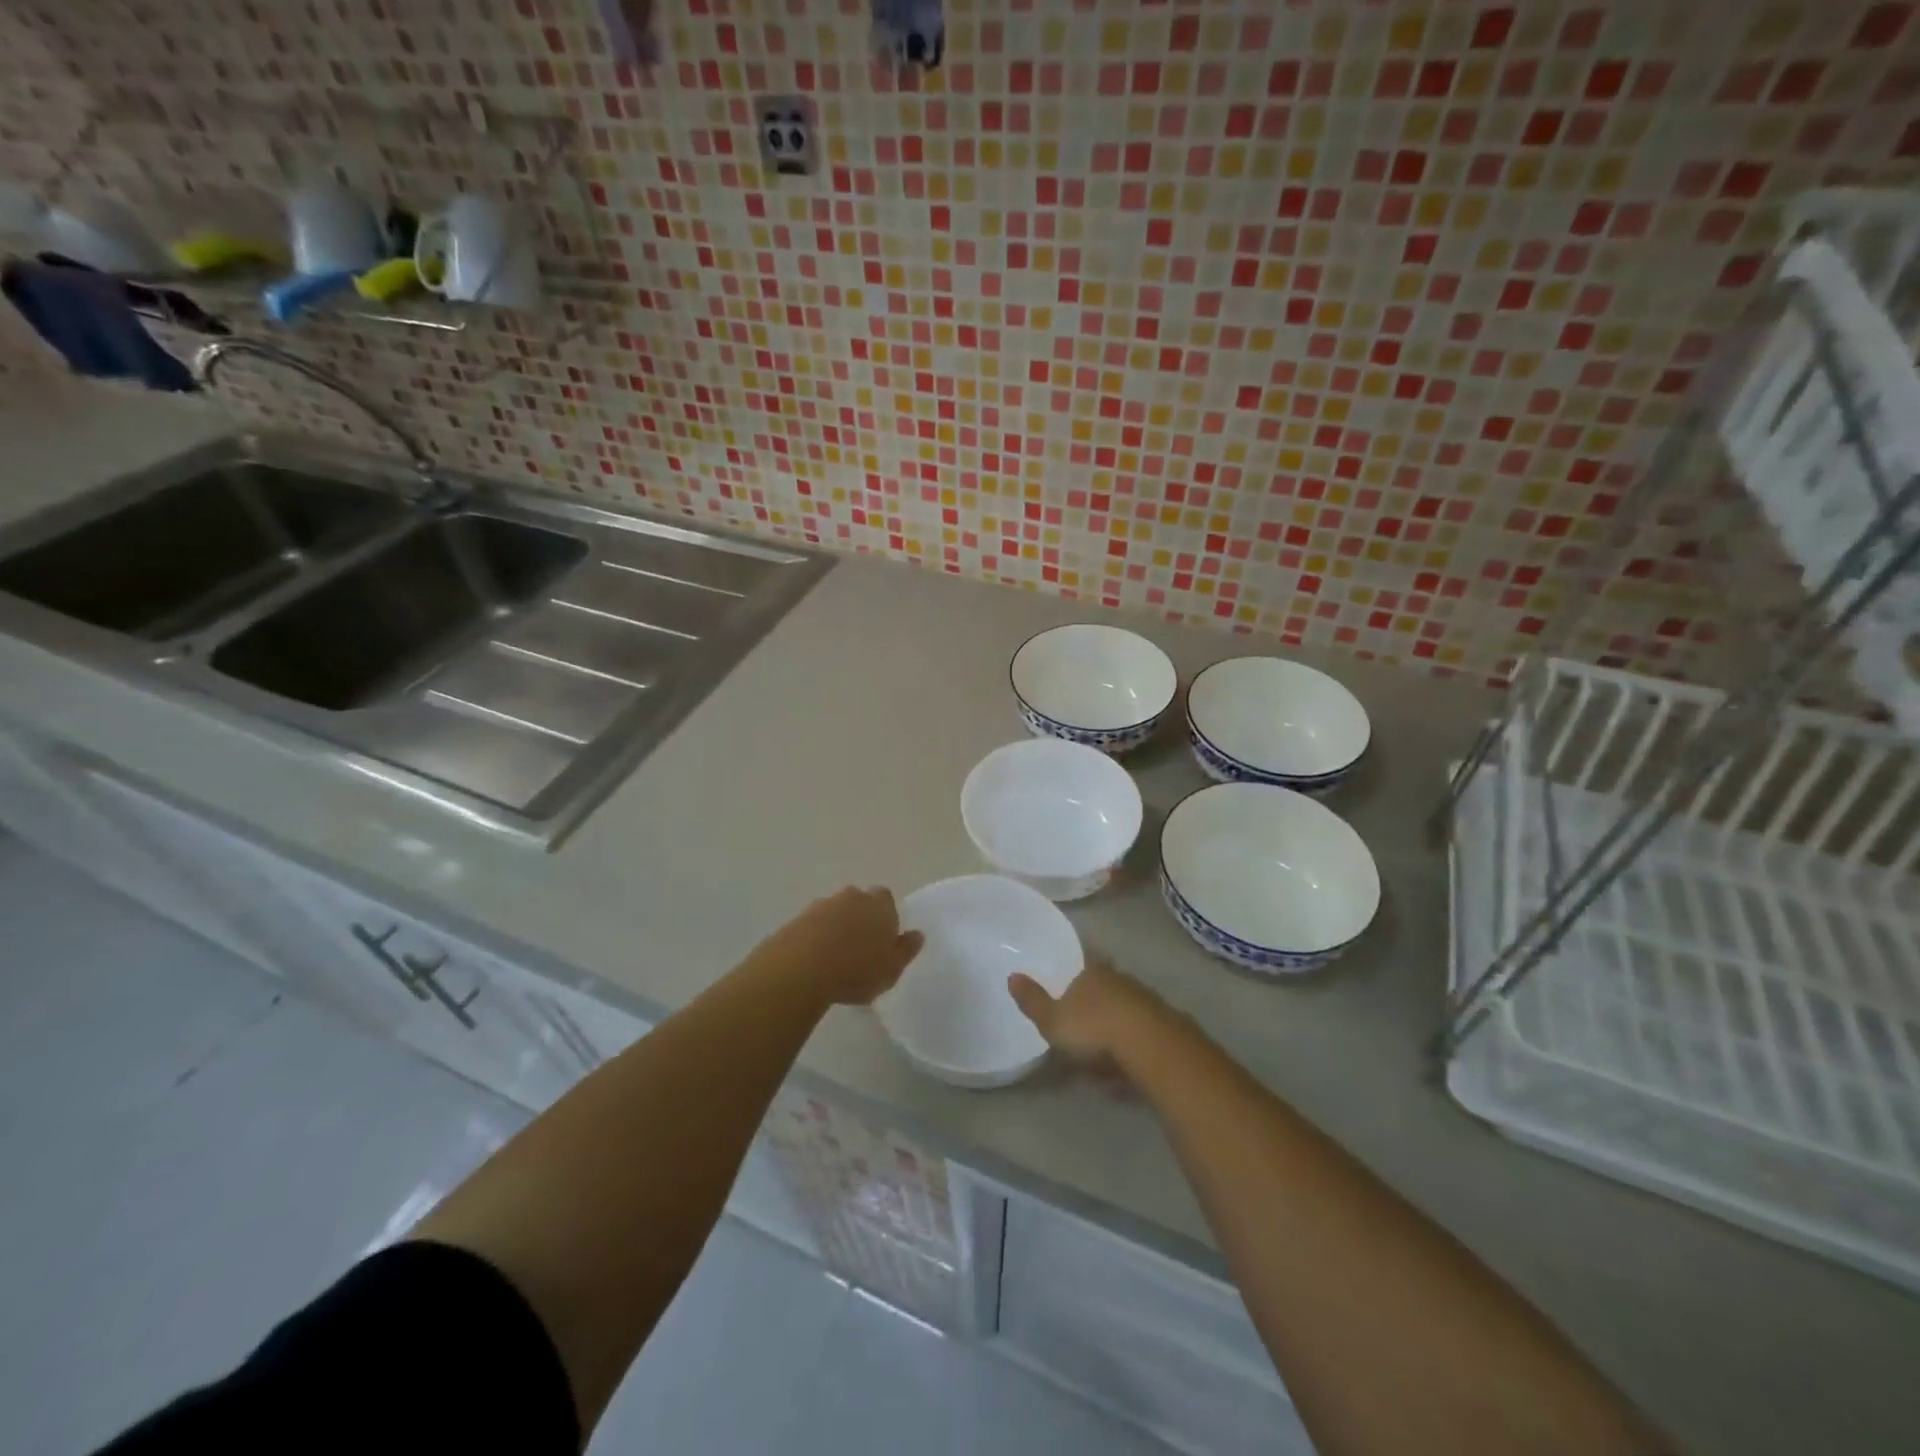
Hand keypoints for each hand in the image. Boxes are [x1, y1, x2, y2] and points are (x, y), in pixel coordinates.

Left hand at [751, 886, 922, 1006]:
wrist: (801, 969)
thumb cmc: (856, 970)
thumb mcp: (892, 968)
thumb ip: (906, 950)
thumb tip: (917, 934)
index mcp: (879, 905)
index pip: (886, 898)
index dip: (885, 916)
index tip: (883, 938)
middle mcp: (852, 897)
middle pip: (859, 902)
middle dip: (860, 918)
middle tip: (860, 948)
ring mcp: (821, 905)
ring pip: (835, 912)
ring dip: (836, 928)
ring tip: (834, 959)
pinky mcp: (797, 919)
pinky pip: (813, 925)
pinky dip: (815, 937)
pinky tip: (814, 961)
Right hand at [1008, 956, 1170, 1067]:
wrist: (1152, 1048)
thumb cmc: (1094, 1029)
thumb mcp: (1052, 1020)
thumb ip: (1032, 1001)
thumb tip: (1012, 976)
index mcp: (1093, 974)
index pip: (1083, 968)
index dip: (1076, 982)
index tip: (1069, 999)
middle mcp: (1122, 981)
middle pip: (1107, 990)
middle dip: (1097, 1010)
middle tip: (1084, 1038)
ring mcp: (1149, 1003)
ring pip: (1127, 1015)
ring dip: (1116, 1035)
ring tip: (1103, 1066)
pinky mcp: (1170, 1028)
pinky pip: (1144, 1039)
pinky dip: (1134, 1054)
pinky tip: (1126, 1076)